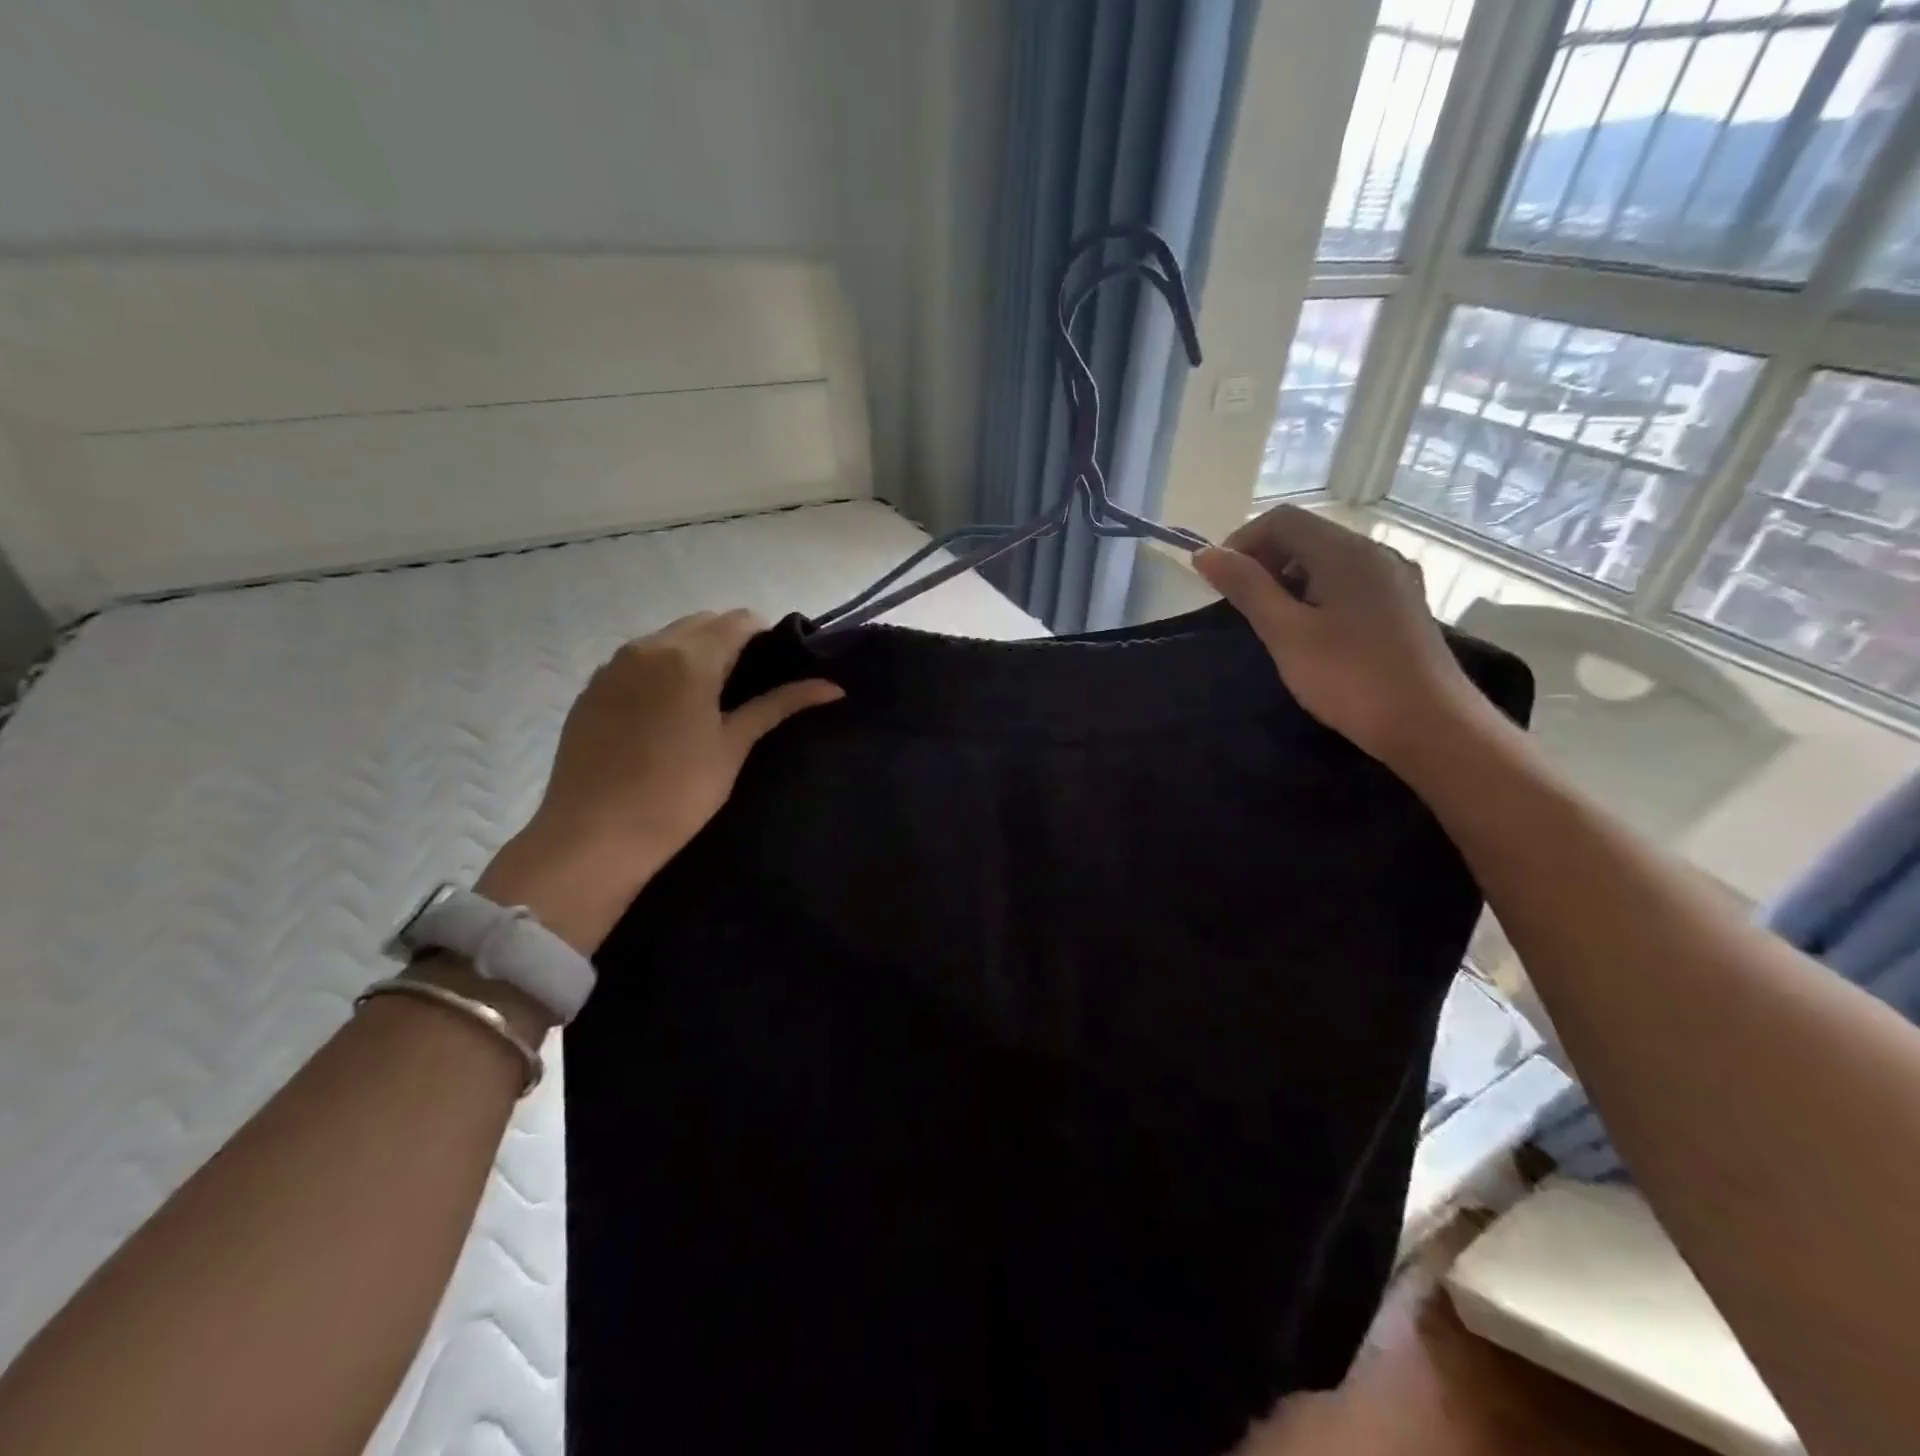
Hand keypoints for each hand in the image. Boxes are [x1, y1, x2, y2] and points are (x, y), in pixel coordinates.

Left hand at [477, 609, 841, 951]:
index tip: (779, 665)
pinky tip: (667, 710)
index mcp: (689, 658)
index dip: (766, 635)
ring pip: (667, 638)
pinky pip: (637, 660)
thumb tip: (832, 687)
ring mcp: (613, 666)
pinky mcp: (592, 689)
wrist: (593, 836)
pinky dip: (661, 668)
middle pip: (702, 623)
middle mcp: (648, 647)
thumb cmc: (677, 793)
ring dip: (695, 651)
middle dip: (731, 640)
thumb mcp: (734, 746)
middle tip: (749, 683)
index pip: (739, 621)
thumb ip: (779, 705)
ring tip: (710, 696)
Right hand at [1193, 505, 1481, 768]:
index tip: (1218, 583)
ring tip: (1271, 623)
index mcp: (1345, 551)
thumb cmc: (1350, 677)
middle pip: (1306, 535)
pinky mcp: (1402, 607)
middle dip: (1264, 561)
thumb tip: (1204, 553)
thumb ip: (1246, 588)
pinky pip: (1348, 583)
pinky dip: (1316, 595)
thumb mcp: (1286, 633)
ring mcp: (1394, 580)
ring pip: (1327, 561)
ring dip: (1288, 580)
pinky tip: (1310, 634)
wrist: (1431, 726)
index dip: (1241, 542)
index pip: (1282, 519)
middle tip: (1240, 606)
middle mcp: (1374, 553)